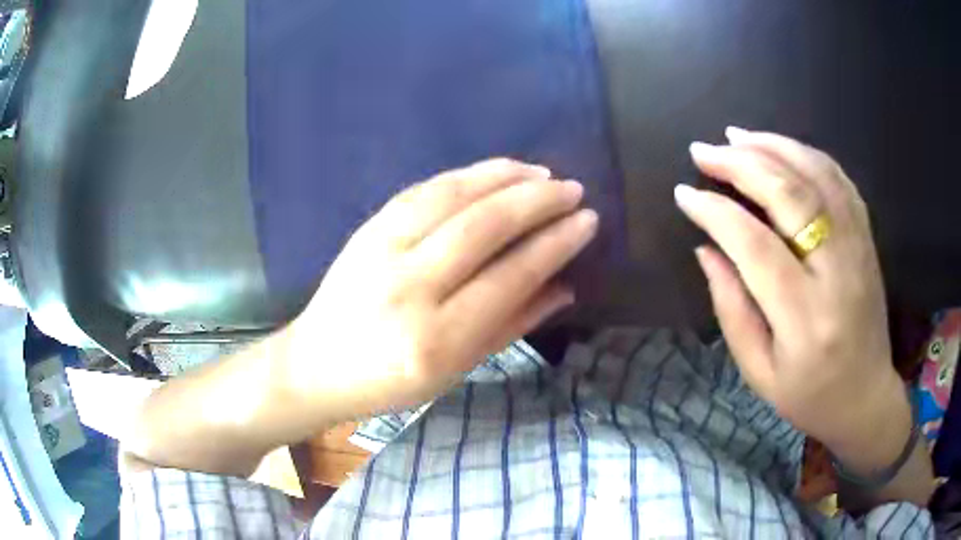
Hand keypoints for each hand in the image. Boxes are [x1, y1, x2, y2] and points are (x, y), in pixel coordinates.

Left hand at [279, 159, 597, 420]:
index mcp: (437, 340)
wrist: (316, 364)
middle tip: (571, 189)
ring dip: (503, 177)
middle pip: (484, 227)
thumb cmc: (390, 382)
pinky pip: (422, 191)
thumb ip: (513, 325)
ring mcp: (381, 251)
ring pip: (452, 197)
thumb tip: (565, 286)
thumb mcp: (457, 370)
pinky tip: (492, 172)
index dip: (555, 243)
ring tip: (540, 172)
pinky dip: (464, 175)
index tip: (586, 220)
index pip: (510, 276)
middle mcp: (409, 288)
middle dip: (536, 201)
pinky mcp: (366, 229)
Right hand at [675, 128, 908, 462]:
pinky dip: (807, 154)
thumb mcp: (759, 371)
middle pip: (790, 195)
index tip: (685, 193)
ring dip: (773, 146)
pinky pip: (838, 179)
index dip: (716, 212)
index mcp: (805, 318)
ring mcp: (858, 247)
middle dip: (741, 163)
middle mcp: (837, 272)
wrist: (865, 396)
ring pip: (817, 175)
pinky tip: (782, 148)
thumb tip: (706, 249)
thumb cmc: (809, 395)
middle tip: (704, 150)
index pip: (755, 246)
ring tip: (736, 136)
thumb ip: (732, 309)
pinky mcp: (867, 237)